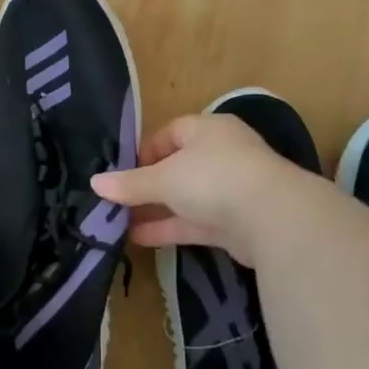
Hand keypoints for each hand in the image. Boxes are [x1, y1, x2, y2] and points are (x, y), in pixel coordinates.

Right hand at [90, 113, 306, 259]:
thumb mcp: (164, 178)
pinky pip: (196, 221)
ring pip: (186, 197)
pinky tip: (139, 239)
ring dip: (156, 209)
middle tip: (118, 201)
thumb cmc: (213, 178)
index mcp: (207, 129)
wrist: (273, 217)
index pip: (169, 133)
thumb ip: (130, 183)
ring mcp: (231, 189)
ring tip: (120, 223)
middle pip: (177, 167)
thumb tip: (95, 182)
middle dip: (148, 185)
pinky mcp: (236, 222)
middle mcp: (221, 154)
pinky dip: (171, 228)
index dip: (144, 152)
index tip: (122, 173)